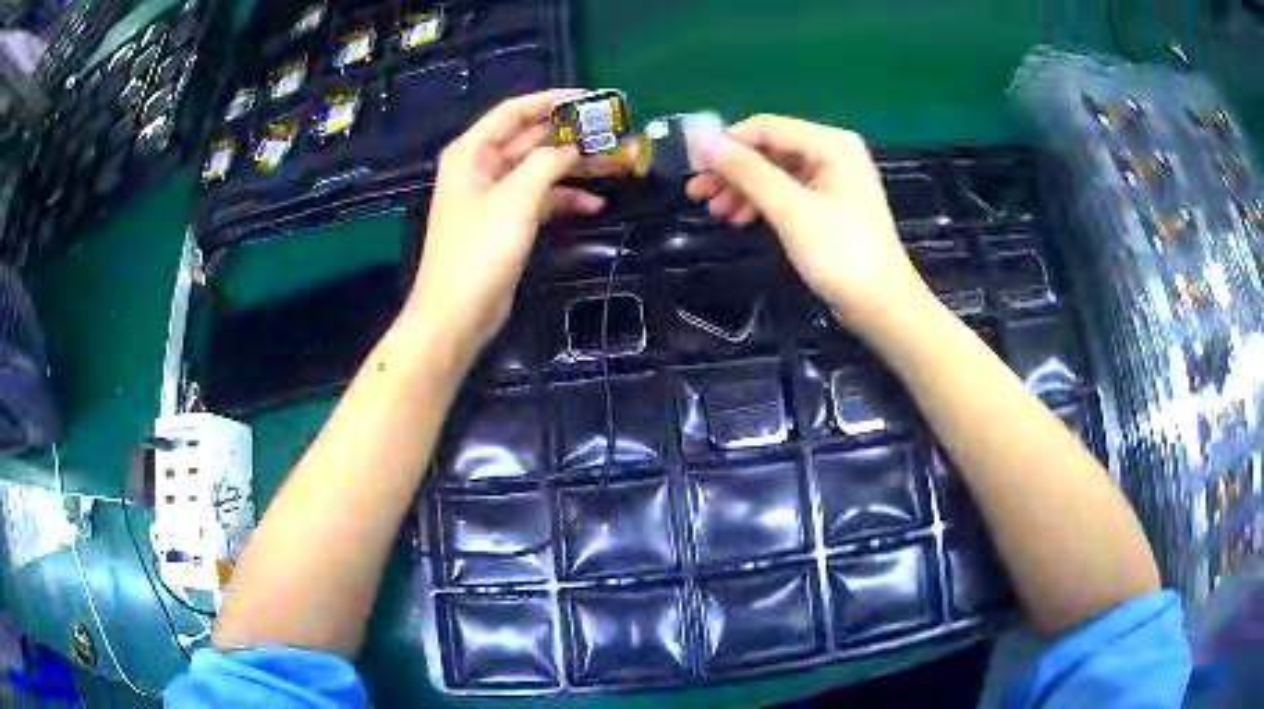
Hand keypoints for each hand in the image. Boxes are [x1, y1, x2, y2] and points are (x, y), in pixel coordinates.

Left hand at [407, 90, 604, 356]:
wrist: (457, 314)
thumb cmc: (480, 251)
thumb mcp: (517, 199)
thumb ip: (547, 163)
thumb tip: (572, 147)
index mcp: (473, 152)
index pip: (514, 112)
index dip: (551, 101)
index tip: (591, 99)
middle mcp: (481, 167)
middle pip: (530, 138)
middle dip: (569, 135)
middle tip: (612, 133)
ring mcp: (493, 196)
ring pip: (539, 169)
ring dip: (573, 167)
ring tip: (614, 166)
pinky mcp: (505, 222)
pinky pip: (539, 198)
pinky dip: (564, 198)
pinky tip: (594, 203)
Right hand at [686, 115, 931, 332]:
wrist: (882, 306)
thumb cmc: (840, 253)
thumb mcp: (790, 209)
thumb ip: (746, 171)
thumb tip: (700, 139)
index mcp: (830, 144)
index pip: (765, 127)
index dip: (726, 143)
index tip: (692, 168)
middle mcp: (832, 153)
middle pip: (769, 149)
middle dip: (732, 170)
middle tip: (697, 194)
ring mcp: (832, 180)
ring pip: (774, 172)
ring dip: (743, 189)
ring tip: (716, 213)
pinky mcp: (829, 205)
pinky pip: (786, 192)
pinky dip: (762, 203)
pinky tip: (741, 219)